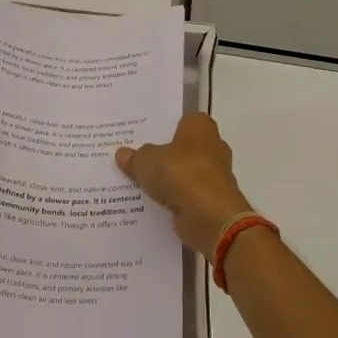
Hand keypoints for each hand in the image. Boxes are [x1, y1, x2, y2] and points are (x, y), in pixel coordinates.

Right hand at [115, 113, 254, 256]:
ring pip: (184, 173)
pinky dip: (174, 199)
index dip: (163, 127)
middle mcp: (212, 147)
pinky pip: (187, 195)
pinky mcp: (212, 200)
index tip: (143, 135)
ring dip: (168, 179)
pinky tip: (152, 203)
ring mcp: (214, 175)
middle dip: (164, 154)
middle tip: (136, 158)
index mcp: (200, 127)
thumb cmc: (181, 174)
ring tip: (139, 182)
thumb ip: (135, 157)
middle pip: (182, 147)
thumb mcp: (146, 161)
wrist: (210, 217)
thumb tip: (123, 154)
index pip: (182, 119)